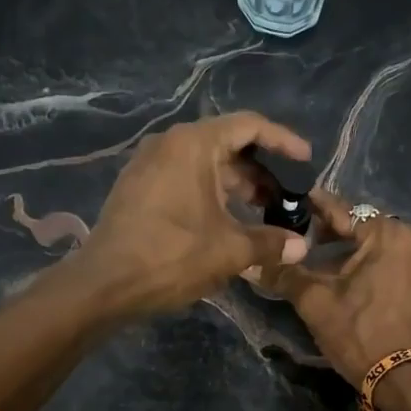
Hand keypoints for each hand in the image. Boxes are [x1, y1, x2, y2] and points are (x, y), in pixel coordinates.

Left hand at [73, 112, 312, 316]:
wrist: (104, 284)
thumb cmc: (171, 257)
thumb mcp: (229, 250)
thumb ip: (270, 243)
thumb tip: (301, 247)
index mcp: (193, 144)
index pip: (249, 125)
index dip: (283, 140)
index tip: (307, 161)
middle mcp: (169, 143)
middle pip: (227, 144)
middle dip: (260, 171)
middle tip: (285, 198)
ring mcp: (148, 164)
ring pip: (204, 164)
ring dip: (236, 185)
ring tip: (262, 213)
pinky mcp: (138, 187)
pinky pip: (184, 178)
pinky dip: (210, 193)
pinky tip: (226, 221)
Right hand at [258, 191, 410, 388]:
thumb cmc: (362, 335)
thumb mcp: (316, 303)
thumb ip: (285, 275)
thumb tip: (252, 264)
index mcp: (389, 233)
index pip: (342, 210)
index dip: (312, 207)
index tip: (291, 201)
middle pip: (366, 228)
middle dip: (334, 235)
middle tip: (304, 243)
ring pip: (384, 248)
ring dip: (356, 254)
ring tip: (327, 268)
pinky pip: (401, 265)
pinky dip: (378, 268)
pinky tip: (358, 285)